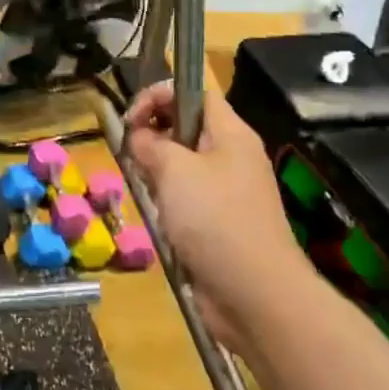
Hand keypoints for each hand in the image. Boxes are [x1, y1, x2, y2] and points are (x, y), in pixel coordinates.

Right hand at [124, 82, 302, 342]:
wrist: (257, 297)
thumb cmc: (215, 220)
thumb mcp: (174, 169)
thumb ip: (149, 143)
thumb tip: (138, 136)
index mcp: (230, 134)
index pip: (194, 92)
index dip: (158, 95)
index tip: (131, 119)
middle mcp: (232, 156)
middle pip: (185, 126)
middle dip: (153, 135)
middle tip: (134, 156)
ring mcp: (228, 192)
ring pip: (182, 164)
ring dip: (157, 173)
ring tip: (147, 191)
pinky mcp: (221, 223)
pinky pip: (187, 198)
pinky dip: (168, 202)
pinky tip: (160, 219)